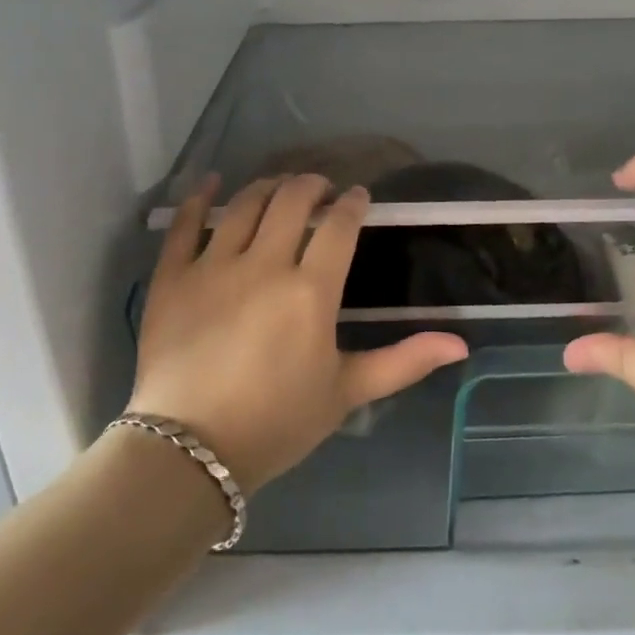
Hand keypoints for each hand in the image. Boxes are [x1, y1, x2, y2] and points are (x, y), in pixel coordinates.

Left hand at [127, 174, 468, 492]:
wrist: (189, 452)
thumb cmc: (276, 423)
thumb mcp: (346, 393)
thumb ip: (403, 362)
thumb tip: (461, 343)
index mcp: (311, 292)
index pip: (338, 227)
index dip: (353, 204)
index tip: (359, 197)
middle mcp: (264, 265)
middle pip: (291, 201)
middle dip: (312, 185)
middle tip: (322, 189)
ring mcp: (213, 266)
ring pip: (244, 204)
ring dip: (268, 186)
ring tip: (279, 186)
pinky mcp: (173, 277)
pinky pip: (183, 224)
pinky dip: (199, 197)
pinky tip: (211, 182)